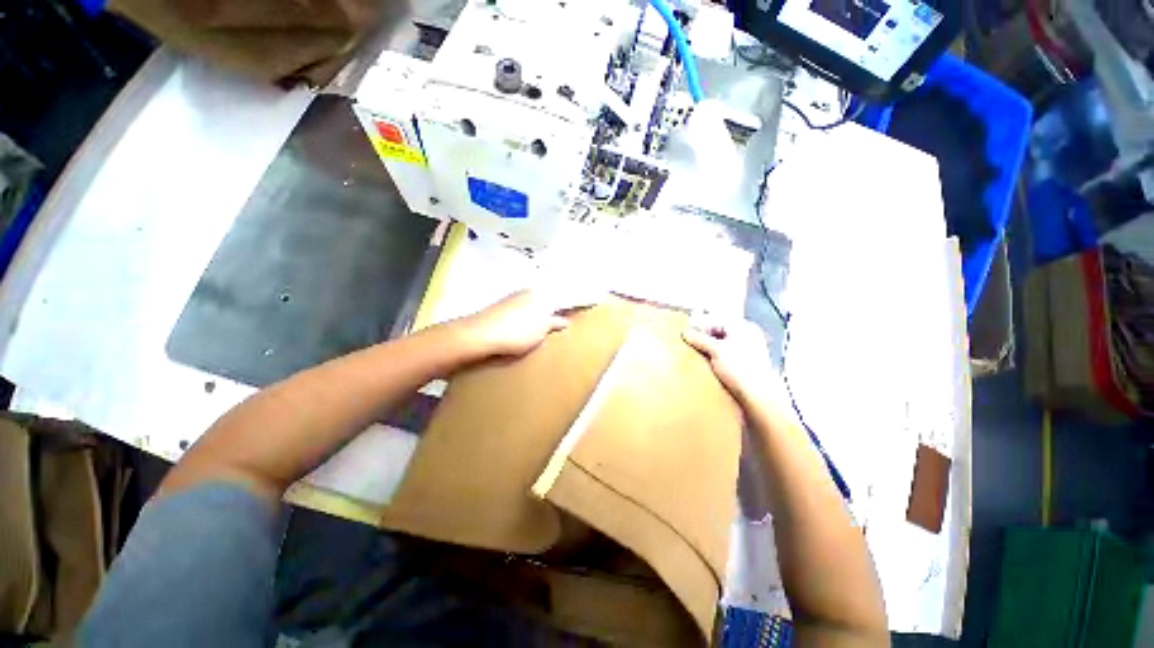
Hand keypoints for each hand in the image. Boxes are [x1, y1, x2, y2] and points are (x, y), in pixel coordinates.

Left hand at [452, 291, 569, 358]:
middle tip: (558, 326)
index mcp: (538, 293)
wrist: (479, 336)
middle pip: (543, 301)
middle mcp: (524, 292)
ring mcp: (510, 300)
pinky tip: (521, 333)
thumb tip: (566, 321)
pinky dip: (523, 322)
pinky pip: (518, 314)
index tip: (573, 313)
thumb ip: (555, 323)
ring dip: (536, 318)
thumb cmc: (517, 331)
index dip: (566, 306)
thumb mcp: (542, 329)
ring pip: (530, 308)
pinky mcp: (498, 310)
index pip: (557, 297)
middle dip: (551, 311)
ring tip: (540, 333)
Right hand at [682, 318, 784, 407]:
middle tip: (691, 347)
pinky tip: (710, 368)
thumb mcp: (715, 350)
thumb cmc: (740, 368)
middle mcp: (748, 337)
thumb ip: (699, 339)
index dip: (700, 328)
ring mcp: (749, 352)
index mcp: (744, 327)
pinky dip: (718, 361)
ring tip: (699, 359)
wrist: (758, 396)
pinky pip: (727, 359)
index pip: (716, 322)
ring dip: (710, 352)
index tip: (687, 336)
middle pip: (720, 334)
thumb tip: (685, 333)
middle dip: (705, 341)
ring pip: (723, 347)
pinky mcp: (747, 366)